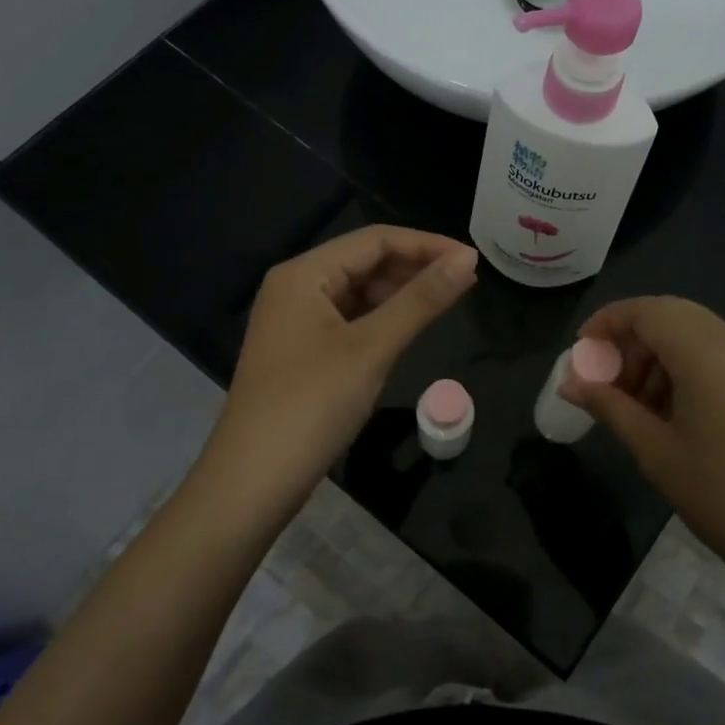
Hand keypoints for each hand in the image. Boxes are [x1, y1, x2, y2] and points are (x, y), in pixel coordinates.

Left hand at [205, 226, 477, 515]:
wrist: (251, 484)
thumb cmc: (311, 406)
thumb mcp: (371, 348)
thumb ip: (421, 300)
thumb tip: (468, 259)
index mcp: (304, 274)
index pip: (375, 239)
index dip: (426, 244)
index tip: (473, 260)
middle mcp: (296, 288)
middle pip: (364, 262)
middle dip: (415, 267)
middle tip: (466, 283)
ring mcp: (295, 322)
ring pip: (358, 293)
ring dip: (400, 294)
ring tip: (446, 303)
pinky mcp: (301, 352)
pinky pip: (348, 320)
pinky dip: (381, 320)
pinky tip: (408, 330)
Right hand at [561, 296, 724, 599]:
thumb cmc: (720, 496)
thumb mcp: (654, 450)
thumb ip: (609, 405)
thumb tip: (570, 382)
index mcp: (706, 353)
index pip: (647, 310)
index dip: (607, 323)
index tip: (580, 354)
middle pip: (670, 315)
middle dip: (629, 339)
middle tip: (604, 380)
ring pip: (692, 333)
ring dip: (655, 354)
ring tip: (632, 403)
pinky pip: (715, 353)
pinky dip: (682, 366)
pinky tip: (668, 411)